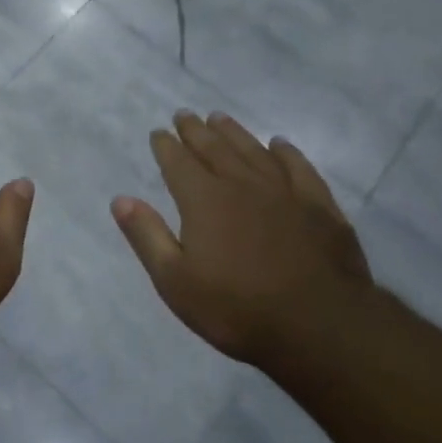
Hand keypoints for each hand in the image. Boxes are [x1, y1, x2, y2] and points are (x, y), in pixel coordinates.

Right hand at [110, 112, 372, 366]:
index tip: (158, 133)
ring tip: (219, 117)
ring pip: (253, 151)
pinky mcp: (320, 206)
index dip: (166, 146)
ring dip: (234, 132)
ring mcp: (285, 192)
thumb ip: (147, 236)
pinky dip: (286, 153)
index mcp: (204, 200)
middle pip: (214, 149)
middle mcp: (242, 185)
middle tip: (184, 115)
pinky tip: (279, 144)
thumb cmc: (238, 309)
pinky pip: (299, 168)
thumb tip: (121, 199)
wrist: (321, 327)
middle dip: (195, 131)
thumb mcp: (175, 281)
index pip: (178, 163)